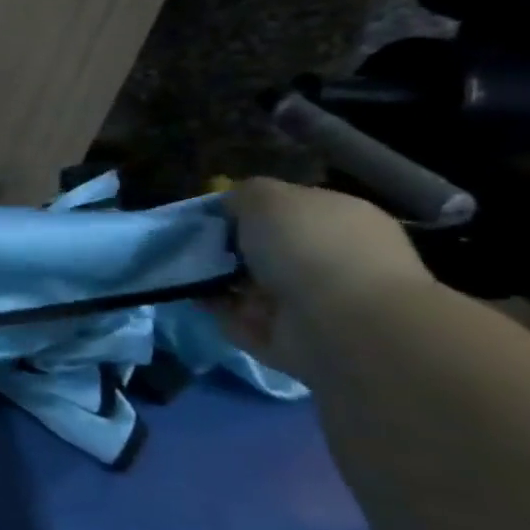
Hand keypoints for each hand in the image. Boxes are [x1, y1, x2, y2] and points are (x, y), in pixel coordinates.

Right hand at [212, 178, 435, 375]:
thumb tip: (233, 206)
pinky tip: (199, 300)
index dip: (247, 210)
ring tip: (188, 274)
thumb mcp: (267, 197)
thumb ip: (245, 194)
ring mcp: (315, 300)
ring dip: (220, 281)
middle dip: (229, 250)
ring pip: (253, 284)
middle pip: (268, 249)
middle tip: (197, 248)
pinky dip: (220, 311)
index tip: (212, 217)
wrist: (341, 324)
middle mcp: (334, 257)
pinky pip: (244, 318)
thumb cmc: (309, 247)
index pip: (288, 208)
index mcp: (340, 218)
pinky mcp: (292, 335)